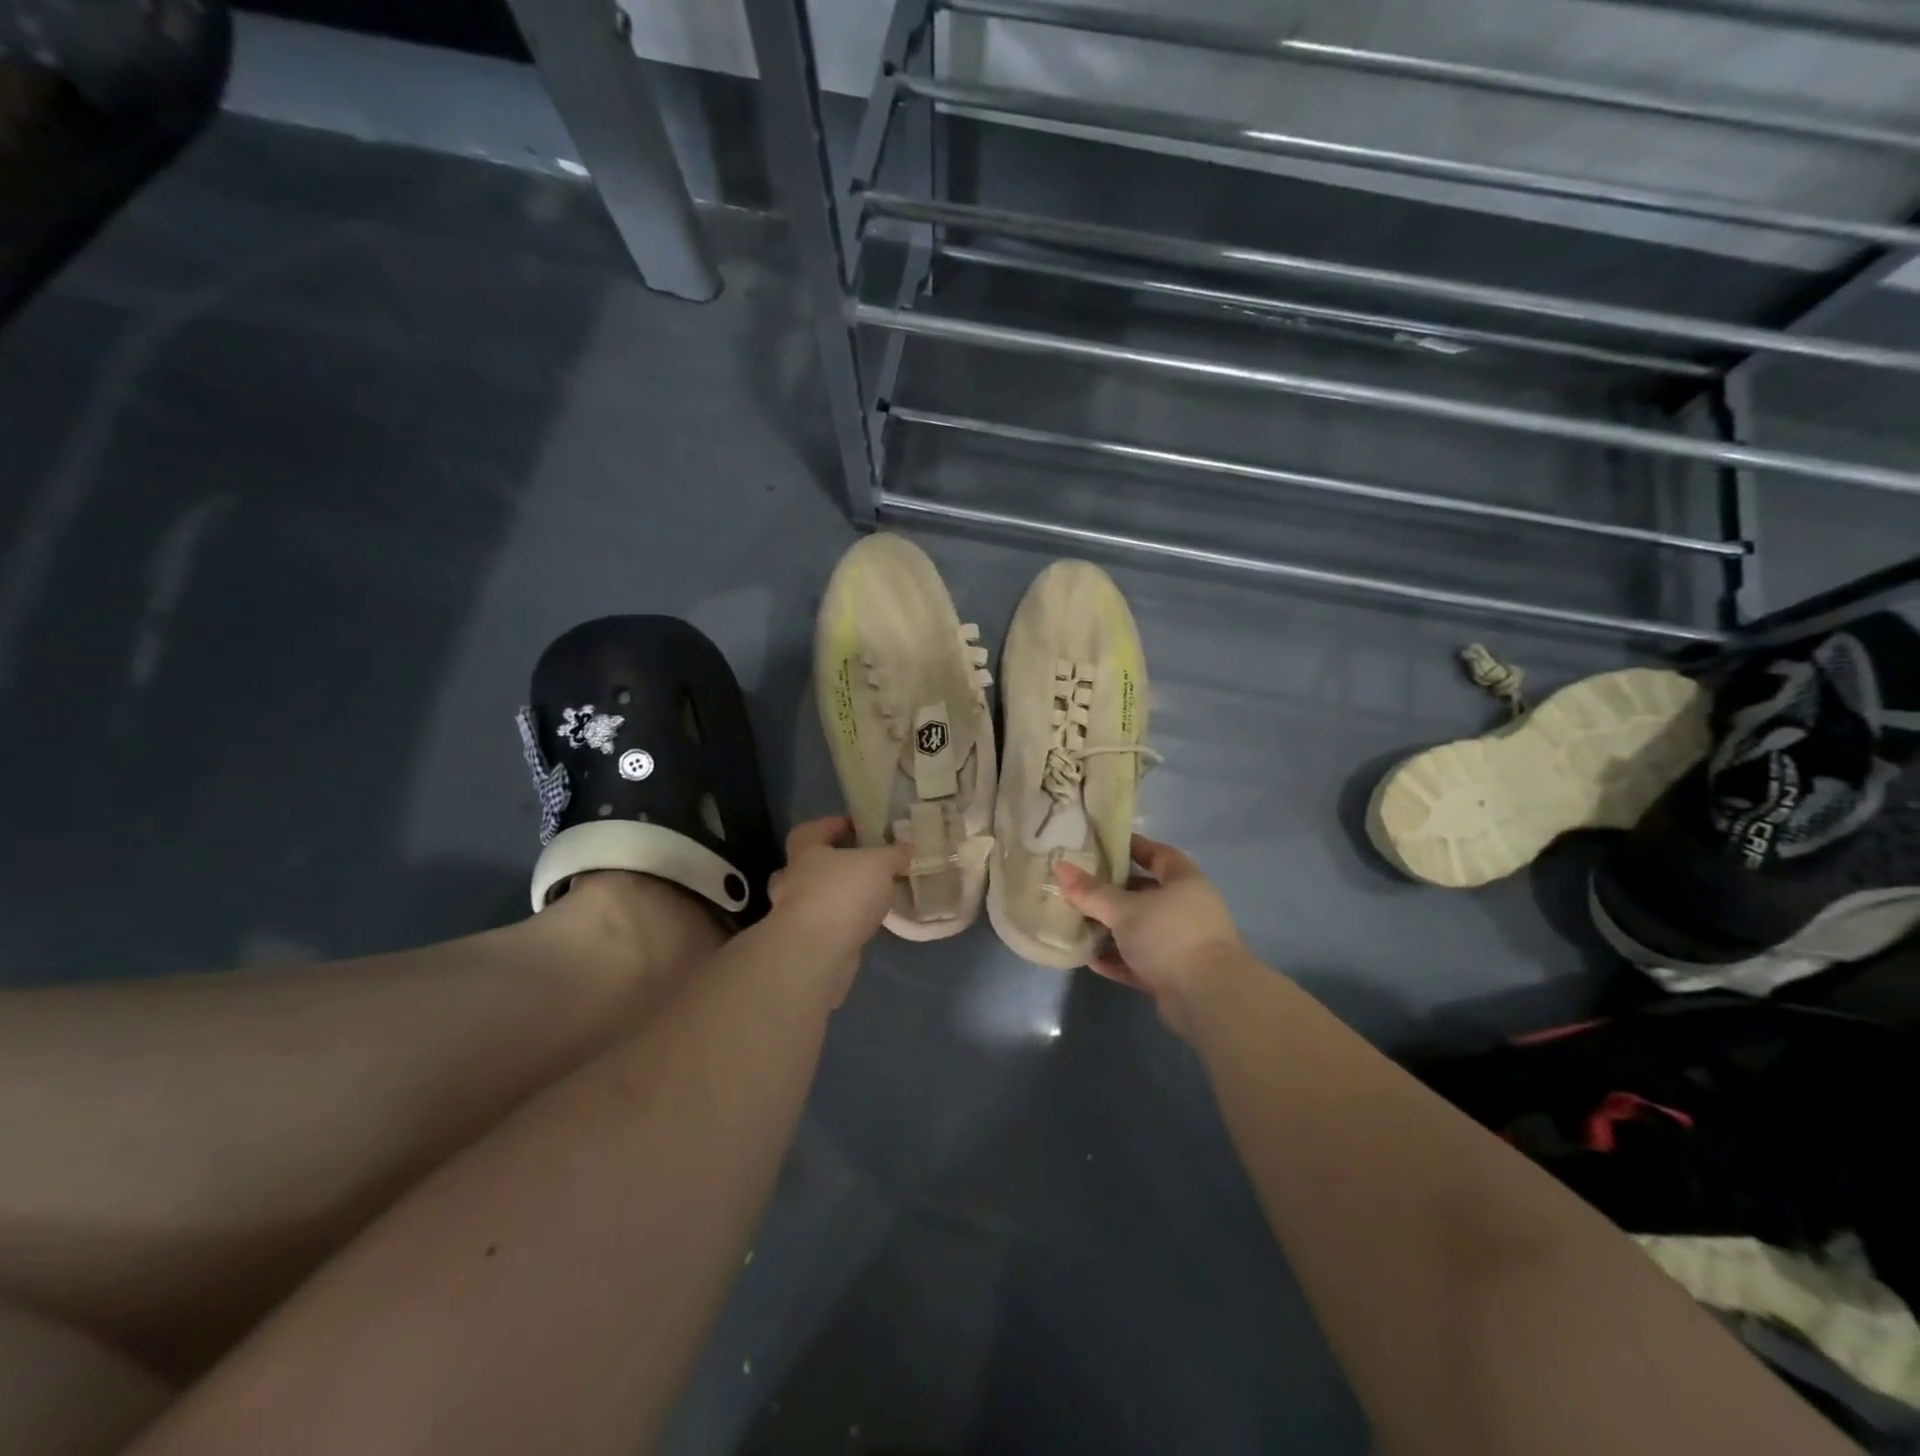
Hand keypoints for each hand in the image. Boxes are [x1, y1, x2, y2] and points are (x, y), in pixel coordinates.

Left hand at [766, 816, 908, 1001]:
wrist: (816, 953)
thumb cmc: (843, 893)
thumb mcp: (879, 864)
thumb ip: (894, 853)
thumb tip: (908, 844)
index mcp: (805, 852)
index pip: (811, 830)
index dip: (832, 825)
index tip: (856, 826)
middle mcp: (793, 880)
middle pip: (804, 865)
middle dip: (827, 864)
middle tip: (857, 865)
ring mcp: (793, 914)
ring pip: (812, 897)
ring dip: (833, 896)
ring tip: (866, 898)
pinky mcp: (803, 943)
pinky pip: (823, 924)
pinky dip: (840, 922)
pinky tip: (863, 924)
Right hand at [1055, 834, 1246, 1037]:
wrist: (1208, 998)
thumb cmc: (1168, 936)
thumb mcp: (1124, 909)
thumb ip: (1091, 891)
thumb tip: (1060, 867)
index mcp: (1183, 882)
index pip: (1157, 854)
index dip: (1131, 847)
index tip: (1101, 845)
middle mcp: (1186, 909)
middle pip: (1144, 893)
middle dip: (1112, 892)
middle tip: (1078, 886)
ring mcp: (1181, 943)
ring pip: (1139, 929)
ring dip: (1111, 929)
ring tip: (1077, 923)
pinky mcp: (1172, 974)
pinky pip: (1139, 960)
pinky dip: (1117, 959)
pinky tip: (1090, 959)